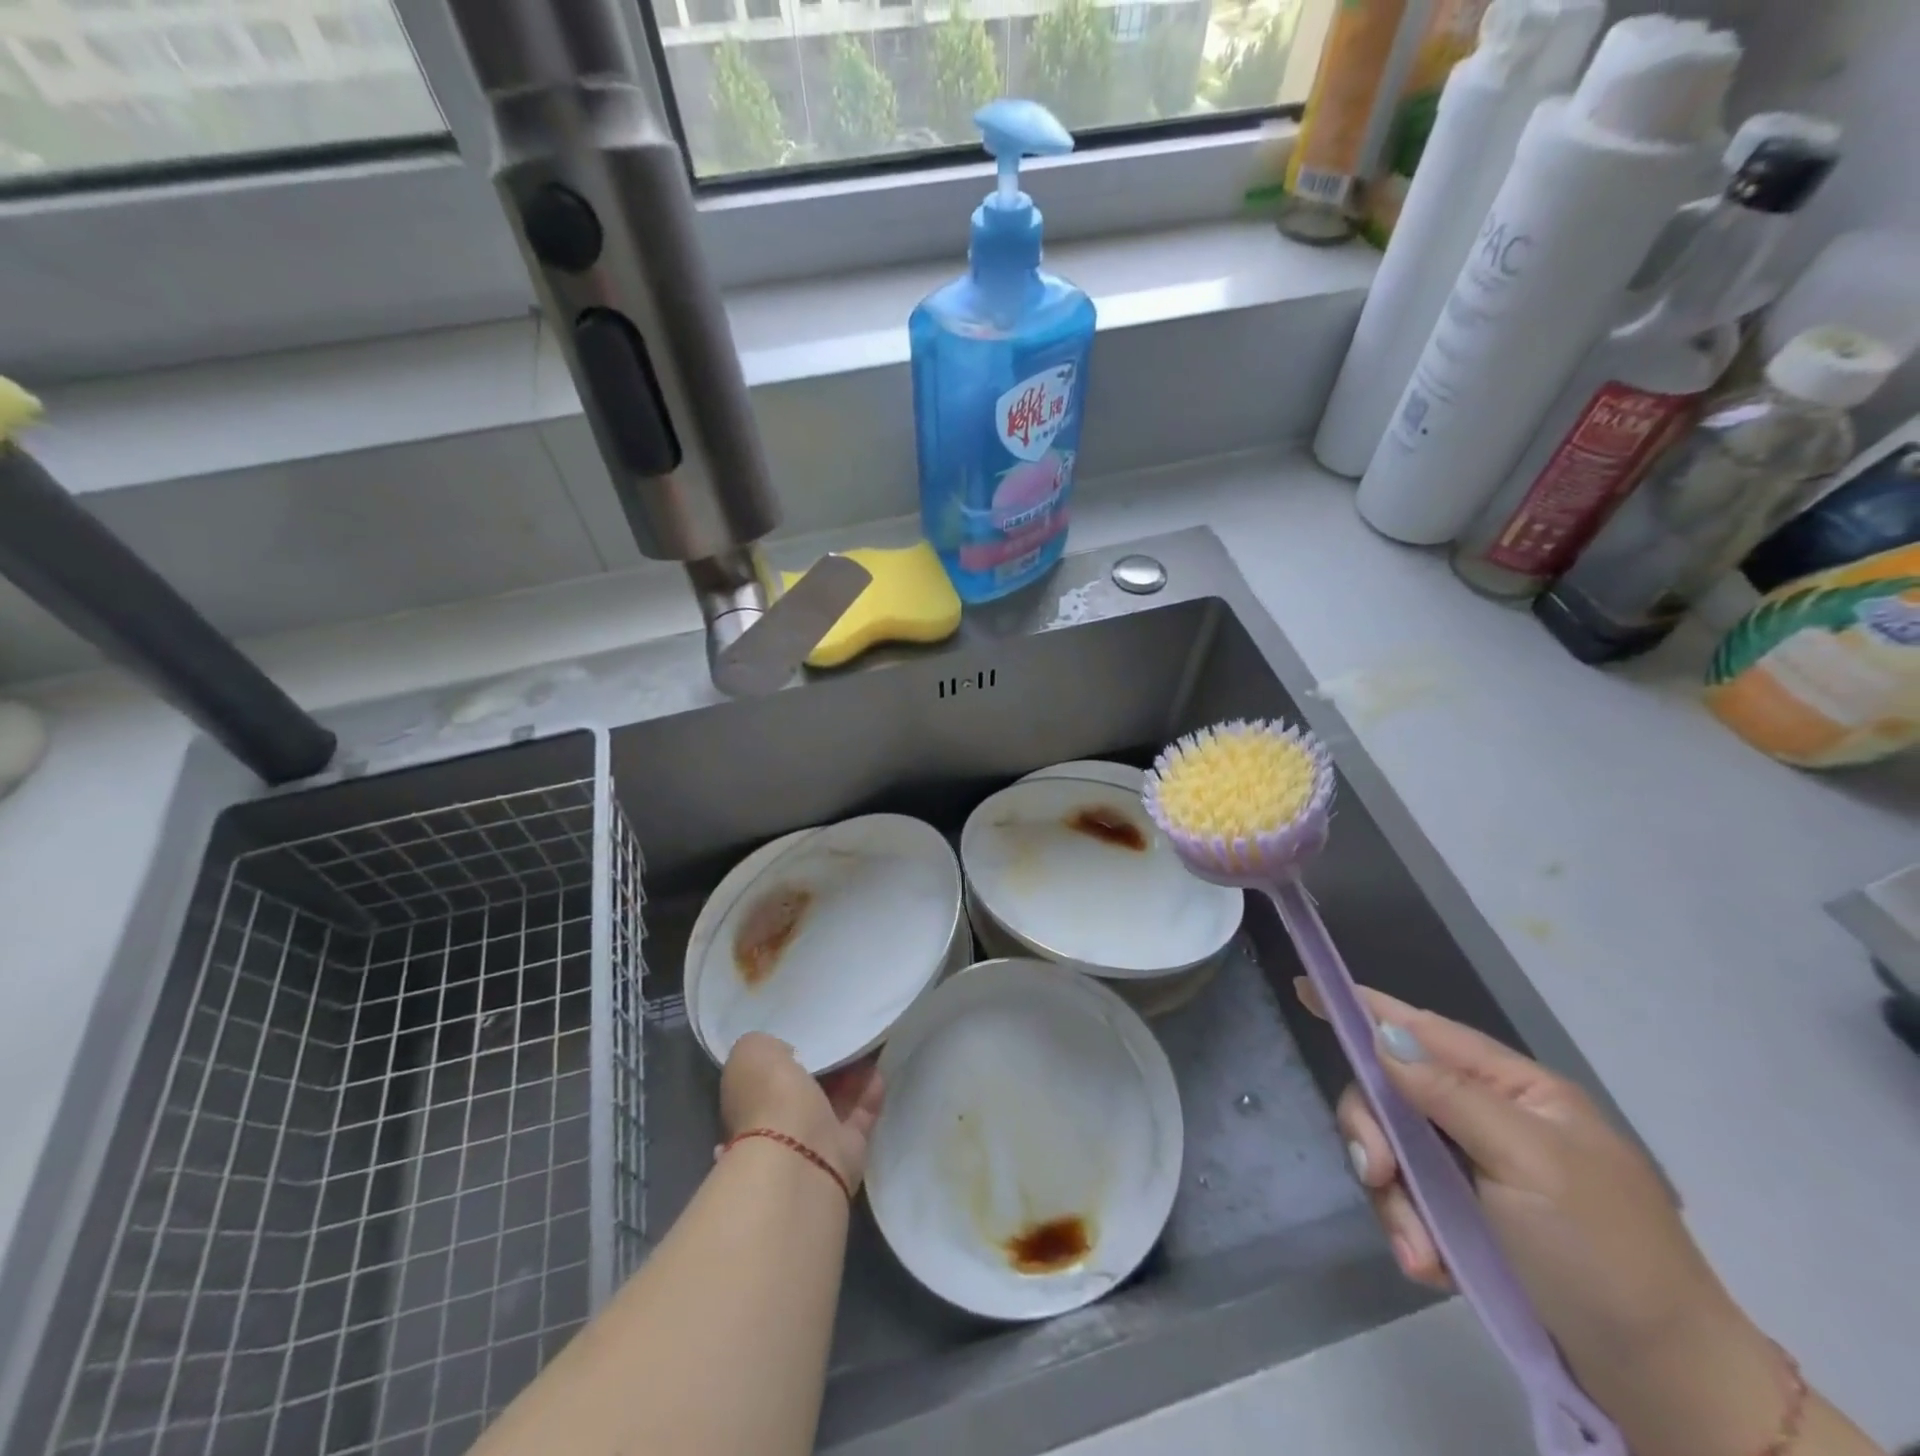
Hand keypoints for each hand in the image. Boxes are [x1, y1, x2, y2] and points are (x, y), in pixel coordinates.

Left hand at [720, 1033, 885, 1190]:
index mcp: (747, 1102)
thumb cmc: (769, 1096)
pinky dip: (869, 1092)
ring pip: (834, 1100)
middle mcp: (776, 1124)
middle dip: (822, 1063)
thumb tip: (783, 1050)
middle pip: (803, 1087)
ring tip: (866, 1042)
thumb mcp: (752, 1050)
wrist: (798, 1154)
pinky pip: (859, 1114)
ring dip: (850, 1074)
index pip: (766, 1073)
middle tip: (840, 1033)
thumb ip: (765, 1045)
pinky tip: (879, 1068)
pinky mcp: (844, 1150)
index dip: (784, 1051)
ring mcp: (811, 1140)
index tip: (805, 1030)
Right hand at [1295, 980, 1772, 1413]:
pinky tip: (1431, 1269)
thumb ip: (1451, 1095)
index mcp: (1516, 1091)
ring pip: (1392, 1153)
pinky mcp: (1466, 1221)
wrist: (1668, 1389)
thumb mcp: (1530, 1164)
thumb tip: (1383, 1038)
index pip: (1424, 1030)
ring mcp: (1475, 1172)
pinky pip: (1408, 1203)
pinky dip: (1410, 1233)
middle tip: (1378, 1176)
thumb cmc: (1606, 1256)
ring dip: (1394, 1201)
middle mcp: (1488, 1120)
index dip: (1367, 1009)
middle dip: (1375, 1133)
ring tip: (1421, 1256)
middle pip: (1392, 1094)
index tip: (1307, 988)